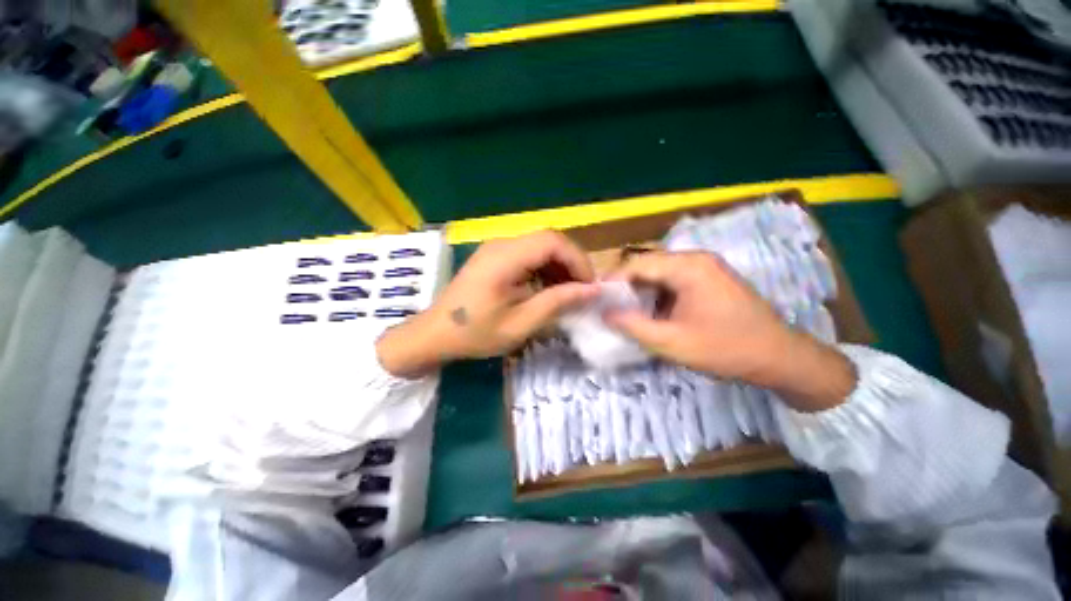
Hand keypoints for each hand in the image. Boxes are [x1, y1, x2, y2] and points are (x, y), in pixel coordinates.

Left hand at [377, 231, 598, 376]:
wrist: (435, 333)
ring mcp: (497, 248)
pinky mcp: (495, 257)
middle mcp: (501, 244)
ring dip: (559, 267)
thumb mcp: (521, 323)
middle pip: (548, 240)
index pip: (552, 241)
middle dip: (571, 264)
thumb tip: (592, 290)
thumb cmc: (476, 333)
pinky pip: (528, 255)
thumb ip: (557, 303)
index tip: (589, 286)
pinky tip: (547, 289)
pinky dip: (544, 269)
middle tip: (582, 291)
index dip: (577, 260)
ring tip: (568, 293)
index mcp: (505, 258)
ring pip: (540, 246)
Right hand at [605, 251, 855, 411]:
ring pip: (659, 275)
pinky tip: (650, 313)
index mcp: (687, 267)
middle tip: (608, 308)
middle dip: (625, 288)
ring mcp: (705, 269)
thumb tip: (604, 313)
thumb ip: (633, 326)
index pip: (637, 265)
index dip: (612, 281)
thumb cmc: (725, 348)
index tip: (596, 300)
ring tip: (625, 312)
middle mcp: (695, 259)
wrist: (781, 358)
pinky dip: (657, 296)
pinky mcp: (709, 280)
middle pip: (647, 267)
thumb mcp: (672, 342)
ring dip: (641, 293)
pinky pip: (673, 282)